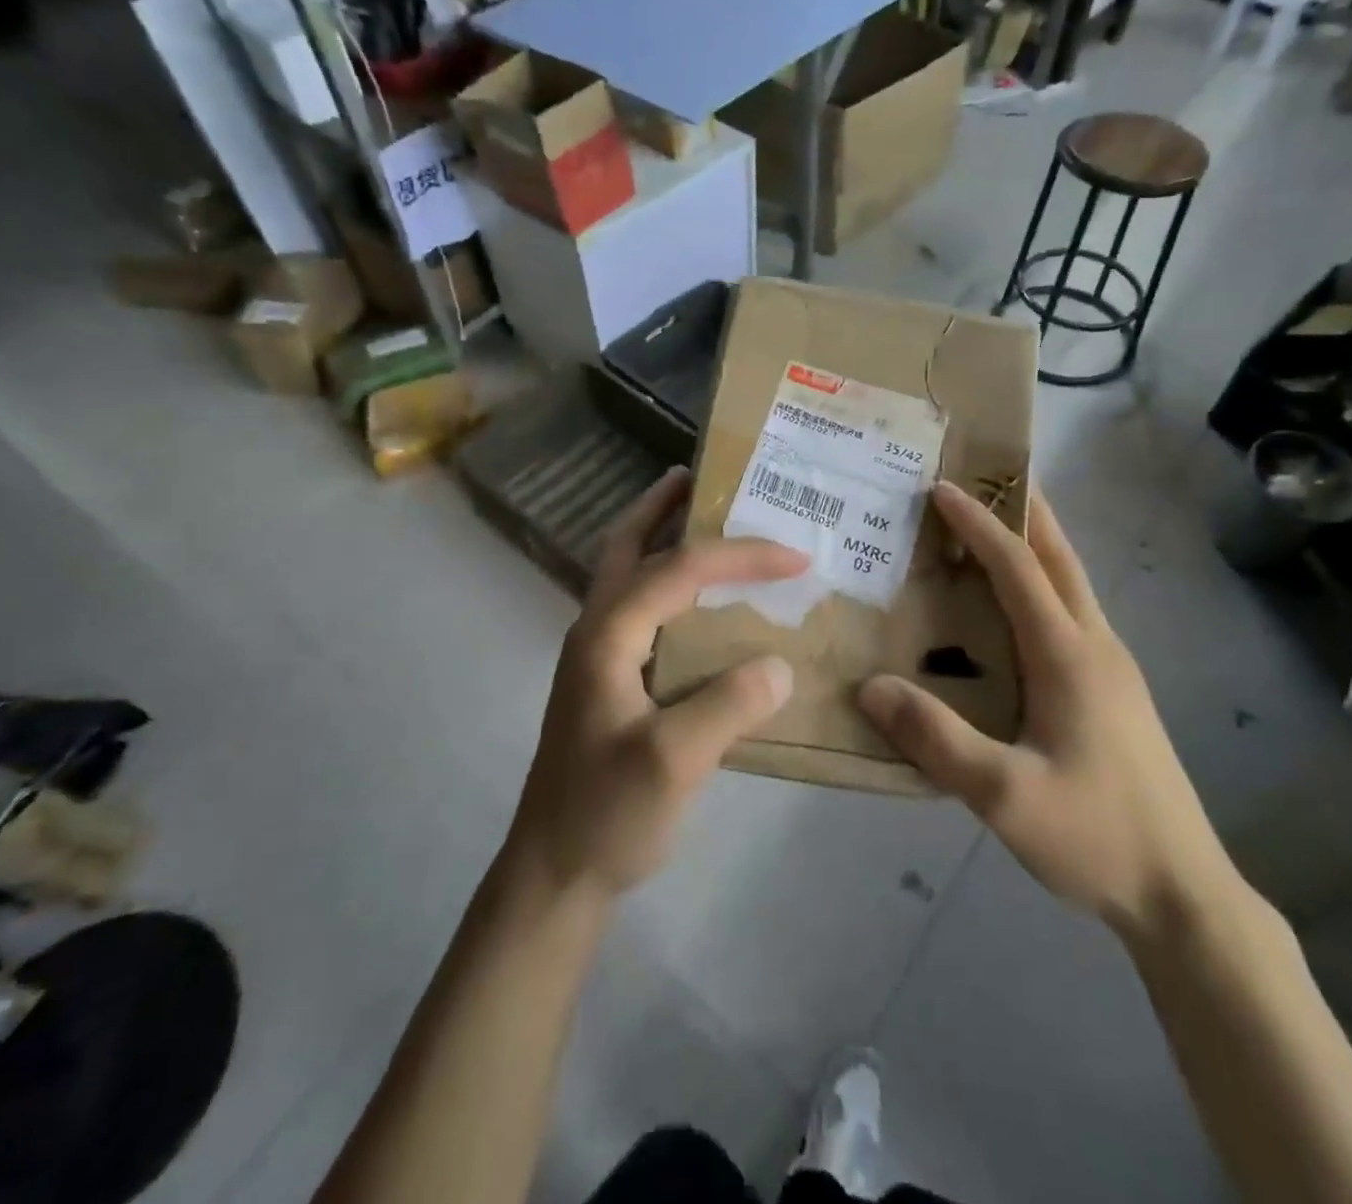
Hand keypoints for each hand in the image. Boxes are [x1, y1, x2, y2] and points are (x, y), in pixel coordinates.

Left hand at [505, 469, 807, 902]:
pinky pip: (644, 612)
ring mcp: (599, 657)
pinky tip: (705, 603)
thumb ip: (728, 705)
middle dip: (661, 507)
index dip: (739, 556)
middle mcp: (597, 632)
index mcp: (607, 636)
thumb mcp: (673, 762)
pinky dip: (671, 585)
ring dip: (662, 539)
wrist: (555, 873)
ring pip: (629, 575)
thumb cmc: (607, 815)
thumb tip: (779, 663)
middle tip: (700, 478)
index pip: (679, 570)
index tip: (796, 557)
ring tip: (705, 520)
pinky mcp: (610, 682)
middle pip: (626, 547)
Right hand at [856, 484, 1241, 945]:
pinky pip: (1072, 614)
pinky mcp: (1114, 692)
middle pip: (1059, 557)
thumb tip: (871, 686)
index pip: (1019, 567)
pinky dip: (1041, 585)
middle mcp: (1096, 646)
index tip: (940, 489)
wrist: (1182, 893)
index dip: (979, 524)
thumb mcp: (1004, 796)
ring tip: (991, 530)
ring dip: (1035, 545)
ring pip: (1071, 584)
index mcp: (1070, 656)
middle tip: (982, 479)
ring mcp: (1112, 668)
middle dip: (1023, 509)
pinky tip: (1014, 611)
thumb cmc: (1095, 836)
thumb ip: (937, 739)